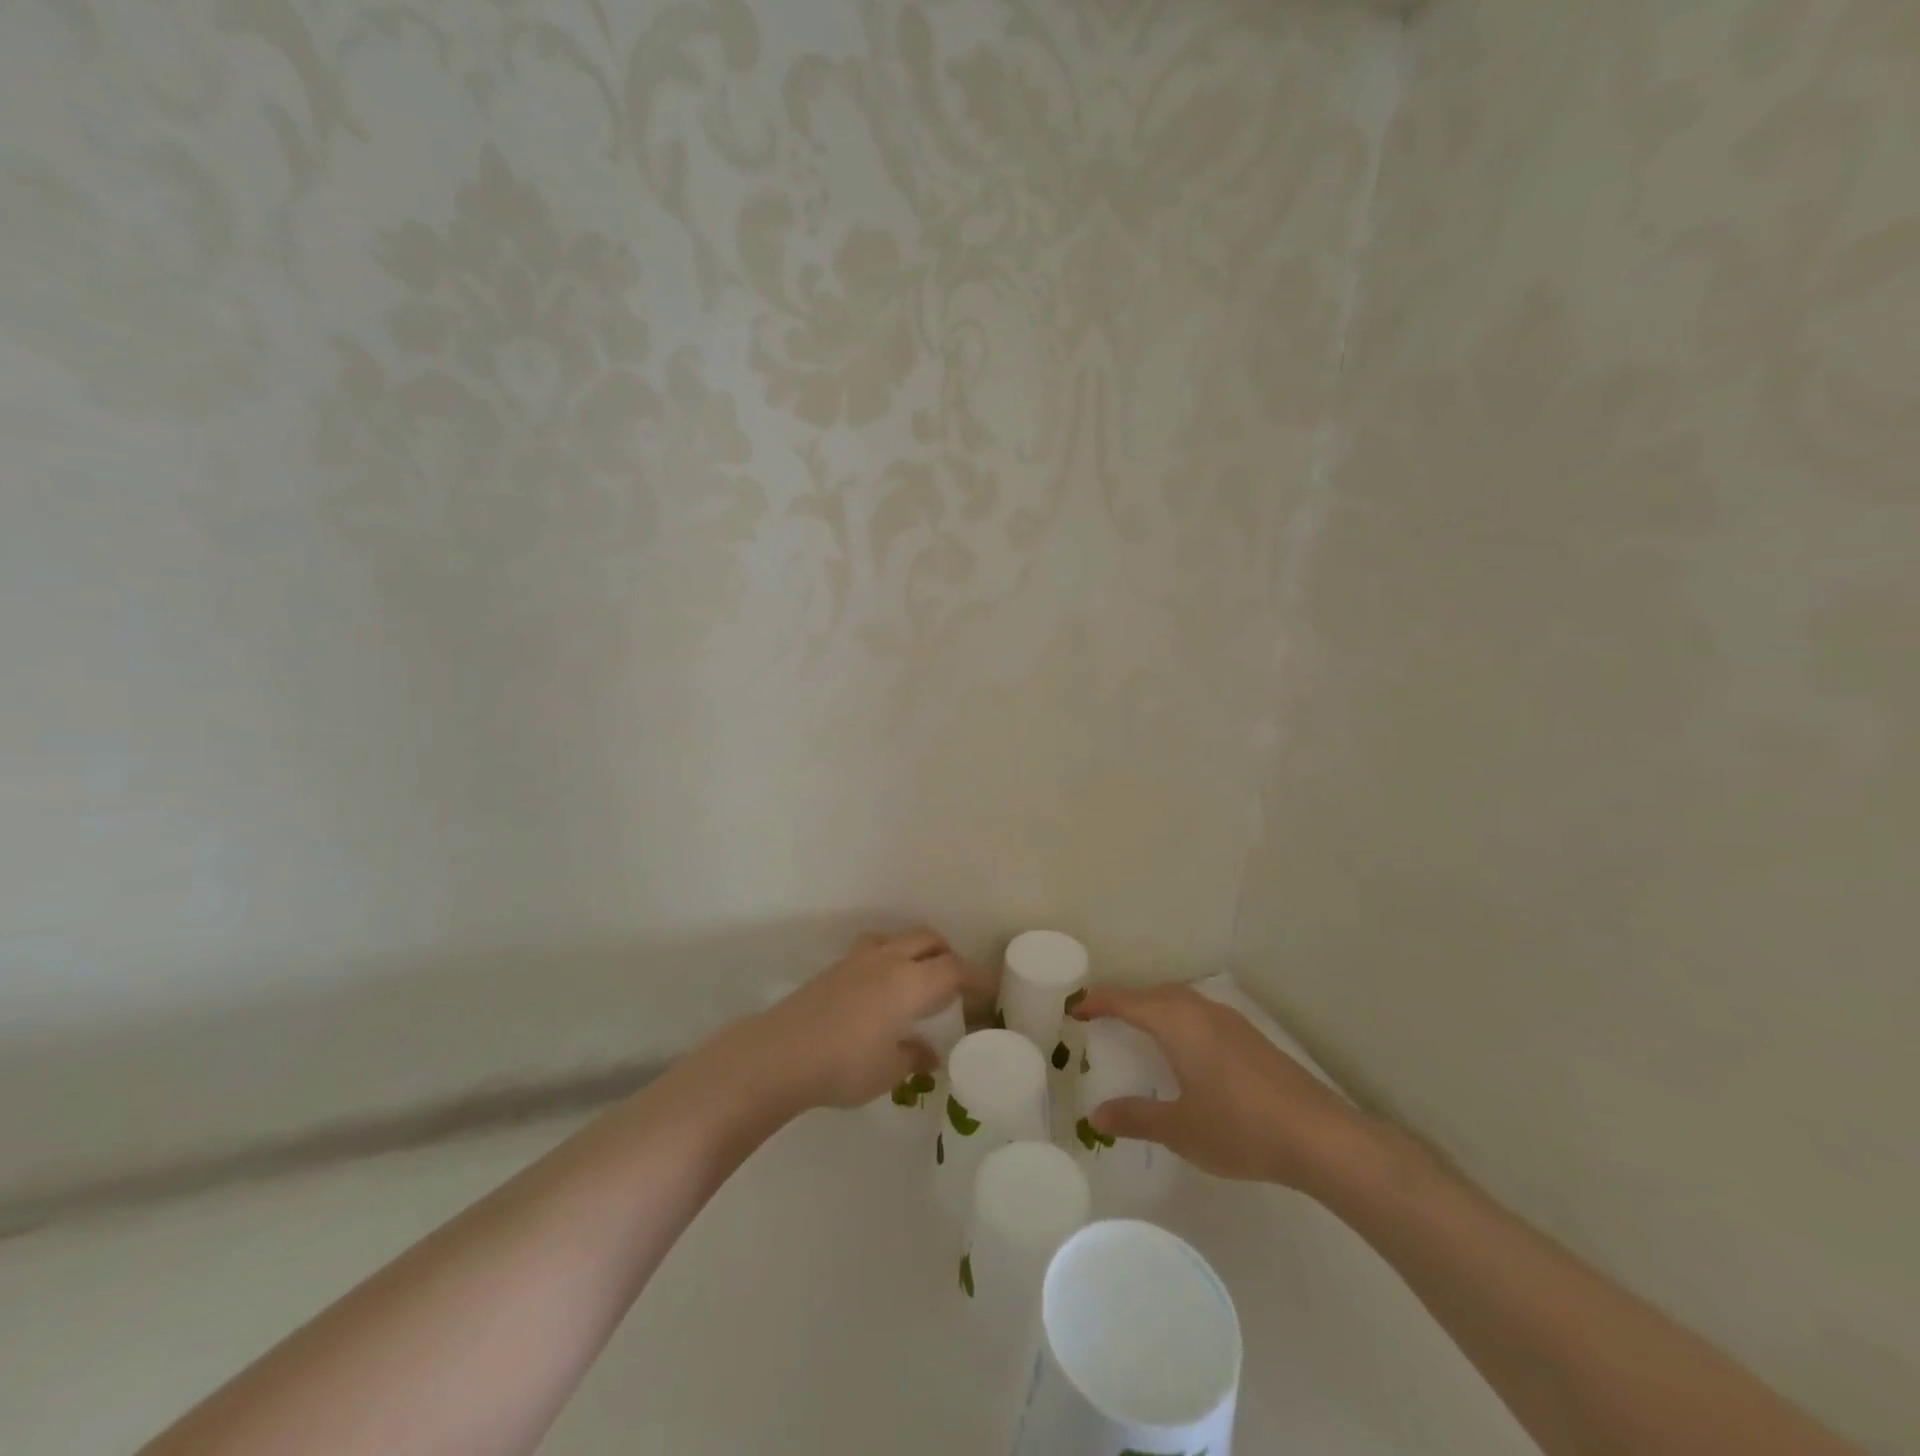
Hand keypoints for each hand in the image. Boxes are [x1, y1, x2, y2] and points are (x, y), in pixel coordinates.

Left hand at [741, 930, 994, 1111]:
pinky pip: (873, 950)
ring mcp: (859, 960)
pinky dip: (889, 958)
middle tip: (955, 984)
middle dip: (948, 955)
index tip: (989, 992)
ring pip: (898, 938)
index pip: (954, 970)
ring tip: (917, 979)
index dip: (976, 977)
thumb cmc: (844, 1065)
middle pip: (928, 940)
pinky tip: (880, 990)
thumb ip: (914, 1057)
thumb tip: (930, 1054)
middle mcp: (889, 960)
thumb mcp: (888, 1071)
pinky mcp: (835, 968)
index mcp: (910, 983)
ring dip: (916, 951)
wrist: (780, 1054)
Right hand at [1072, 983, 1378, 1191]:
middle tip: (1099, 1018)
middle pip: (1153, 994)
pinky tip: (1183, 1049)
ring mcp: (1230, 1021)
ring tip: (1136, 1030)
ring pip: (1179, 1002)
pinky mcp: (1249, 1037)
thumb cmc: (1240, 1127)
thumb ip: (1136, 1117)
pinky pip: (1199, 1014)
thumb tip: (1096, 1115)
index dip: (1097, 1003)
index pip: (1127, 1001)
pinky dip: (1177, 1020)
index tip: (1073, 1008)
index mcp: (1177, 1022)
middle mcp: (1201, 1010)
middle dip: (1124, 1001)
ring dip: (1153, 1009)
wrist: (1319, 1136)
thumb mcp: (1180, 1128)